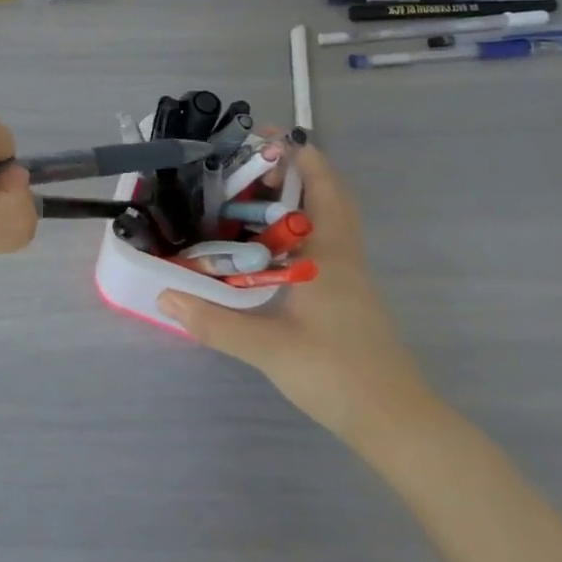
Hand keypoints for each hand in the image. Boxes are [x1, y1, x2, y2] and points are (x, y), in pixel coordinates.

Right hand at [157, 144, 442, 457]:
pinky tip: (264, 244)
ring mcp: (347, 273)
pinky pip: (321, 240)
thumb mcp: (269, 349)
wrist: (397, 423)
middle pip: (326, 192)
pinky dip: (295, 225)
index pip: (320, 184)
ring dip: (294, 196)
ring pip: (325, 216)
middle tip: (244, 165)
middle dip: (290, 169)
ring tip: (247, 195)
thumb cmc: (338, 376)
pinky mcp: (345, 292)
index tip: (258, 138)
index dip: (295, 154)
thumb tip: (165, 295)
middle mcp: (341, 253)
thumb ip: (215, 322)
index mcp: (328, 253)